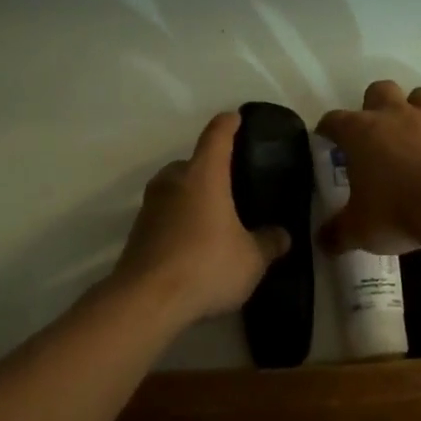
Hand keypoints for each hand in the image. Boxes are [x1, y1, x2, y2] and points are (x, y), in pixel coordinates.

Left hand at [112, 112, 291, 326]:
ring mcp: (150, 205)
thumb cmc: (206, 266)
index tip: (236, 118)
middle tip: (232, 185)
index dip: (228, 124)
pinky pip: (165, 214)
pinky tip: (194, 243)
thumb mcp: (251, 259)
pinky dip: (179, 220)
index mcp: (204, 174)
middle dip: (211, 169)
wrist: (146, 301)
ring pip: (176, 189)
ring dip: (192, 197)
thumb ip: (269, 243)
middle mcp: (173, 181)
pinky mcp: (137, 232)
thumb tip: (282, 235)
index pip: (217, 135)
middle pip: (193, 162)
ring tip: (215, 217)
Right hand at [317, 81, 420, 254]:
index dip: (328, 129)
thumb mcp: (359, 230)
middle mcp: (394, 115)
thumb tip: (323, 243)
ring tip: (416, 133)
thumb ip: (338, 233)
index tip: (326, 139)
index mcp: (360, 132)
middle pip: (379, 90)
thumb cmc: (397, 212)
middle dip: (375, 105)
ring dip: (416, 109)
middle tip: (376, 132)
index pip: (334, 120)